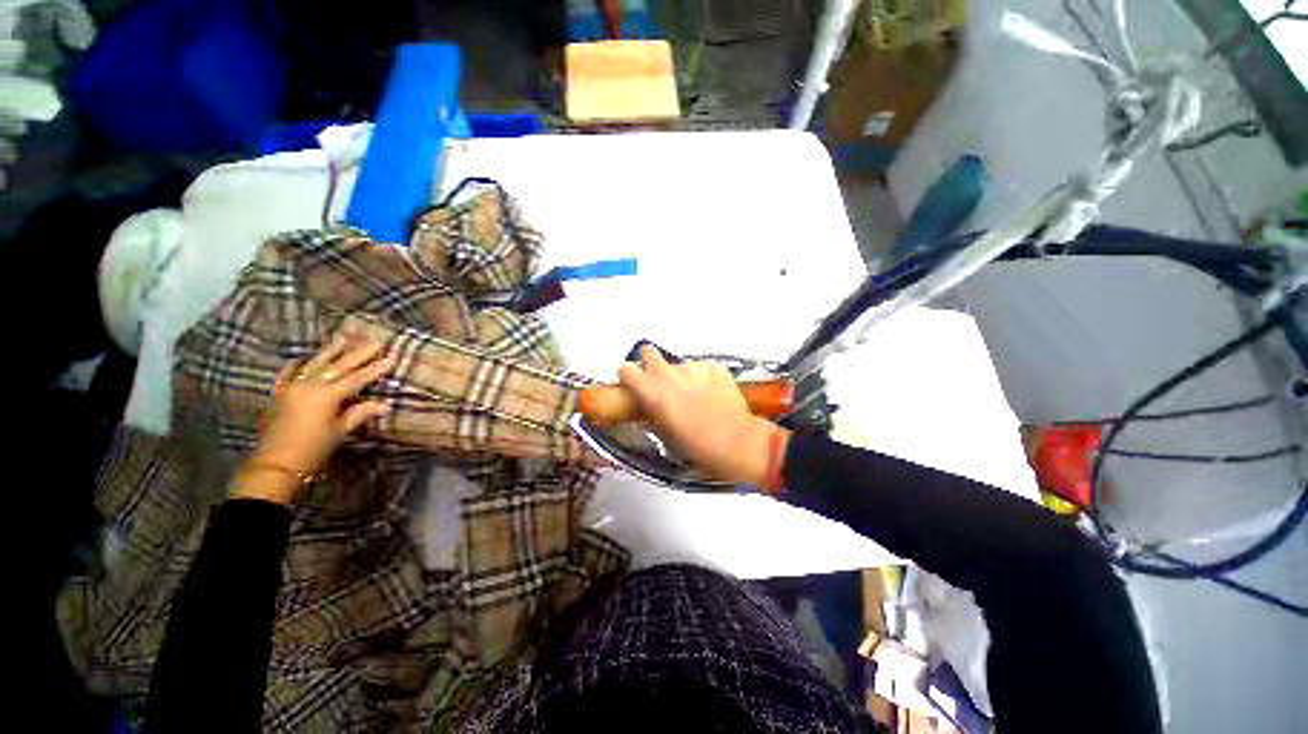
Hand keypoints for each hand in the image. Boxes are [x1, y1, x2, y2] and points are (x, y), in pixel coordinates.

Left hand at [230, 337, 395, 504]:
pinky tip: (301, 359)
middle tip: (374, 341)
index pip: (358, 377)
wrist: (275, 464)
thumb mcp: (340, 431)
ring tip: (342, 338)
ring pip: (314, 363)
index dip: (376, 368)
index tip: (392, 356)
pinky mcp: (279, 394)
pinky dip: (296, 365)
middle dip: (358, 353)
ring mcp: (292, 388)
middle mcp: (310, 386)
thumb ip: (360, 413)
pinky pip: (288, 374)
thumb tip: (384, 404)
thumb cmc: (313, 449)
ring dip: (330, 351)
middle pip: (338, 365)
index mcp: (328, 395)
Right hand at [617, 346, 786, 485]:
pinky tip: (712, 393)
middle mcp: (668, 373)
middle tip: (661, 380)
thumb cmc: (693, 445)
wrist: (734, 442)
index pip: (626, 369)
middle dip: (651, 363)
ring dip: (681, 375)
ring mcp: (693, 367)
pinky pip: (700, 367)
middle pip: (649, 352)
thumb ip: (650, 408)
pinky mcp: (714, 365)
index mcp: (651, 391)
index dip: (629, 376)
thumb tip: (646, 400)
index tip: (635, 382)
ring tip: (695, 394)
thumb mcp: (661, 431)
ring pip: (679, 364)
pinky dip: (702, 377)